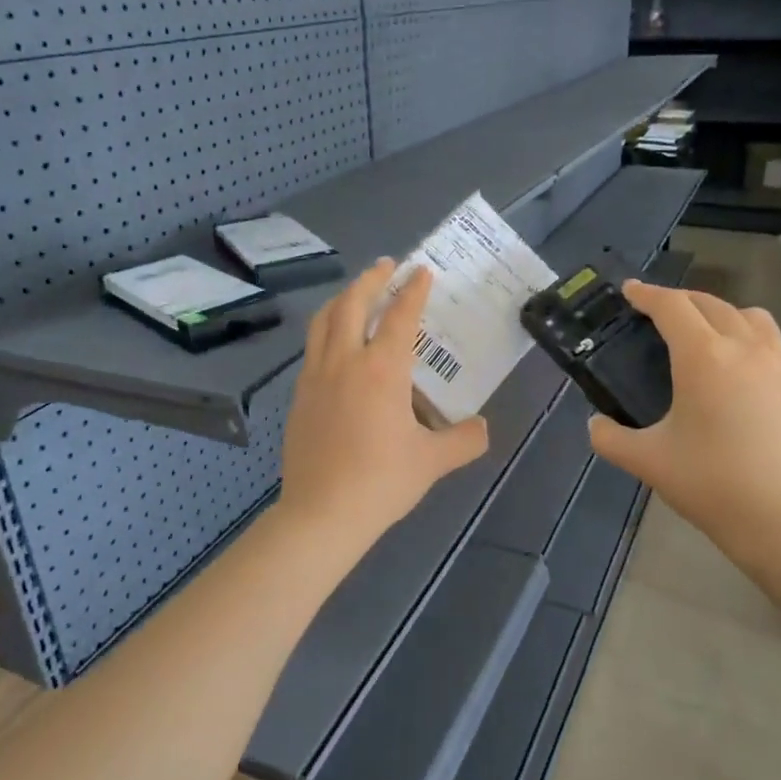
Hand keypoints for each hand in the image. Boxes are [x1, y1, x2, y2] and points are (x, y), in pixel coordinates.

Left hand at [278, 259, 489, 555]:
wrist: (322, 514)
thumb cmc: (381, 482)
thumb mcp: (433, 462)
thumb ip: (464, 440)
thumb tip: (482, 428)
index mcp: (382, 370)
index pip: (400, 317)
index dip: (413, 291)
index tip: (422, 271)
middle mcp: (345, 361)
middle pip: (353, 304)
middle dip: (371, 279)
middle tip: (387, 265)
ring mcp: (315, 376)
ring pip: (324, 320)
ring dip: (343, 298)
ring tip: (357, 293)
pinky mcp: (299, 395)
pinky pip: (313, 347)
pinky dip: (328, 329)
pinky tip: (336, 343)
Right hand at [587, 280, 780, 563]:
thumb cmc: (709, 483)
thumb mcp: (647, 460)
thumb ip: (610, 438)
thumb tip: (594, 424)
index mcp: (703, 357)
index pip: (672, 307)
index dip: (647, 294)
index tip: (629, 291)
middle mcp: (743, 348)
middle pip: (709, 303)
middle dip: (679, 300)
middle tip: (657, 312)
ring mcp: (777, 364)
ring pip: (748, 316)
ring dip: (719, 312)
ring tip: (703, 332)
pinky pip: (769, 342)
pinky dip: (745, 337)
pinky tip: (735, 369)